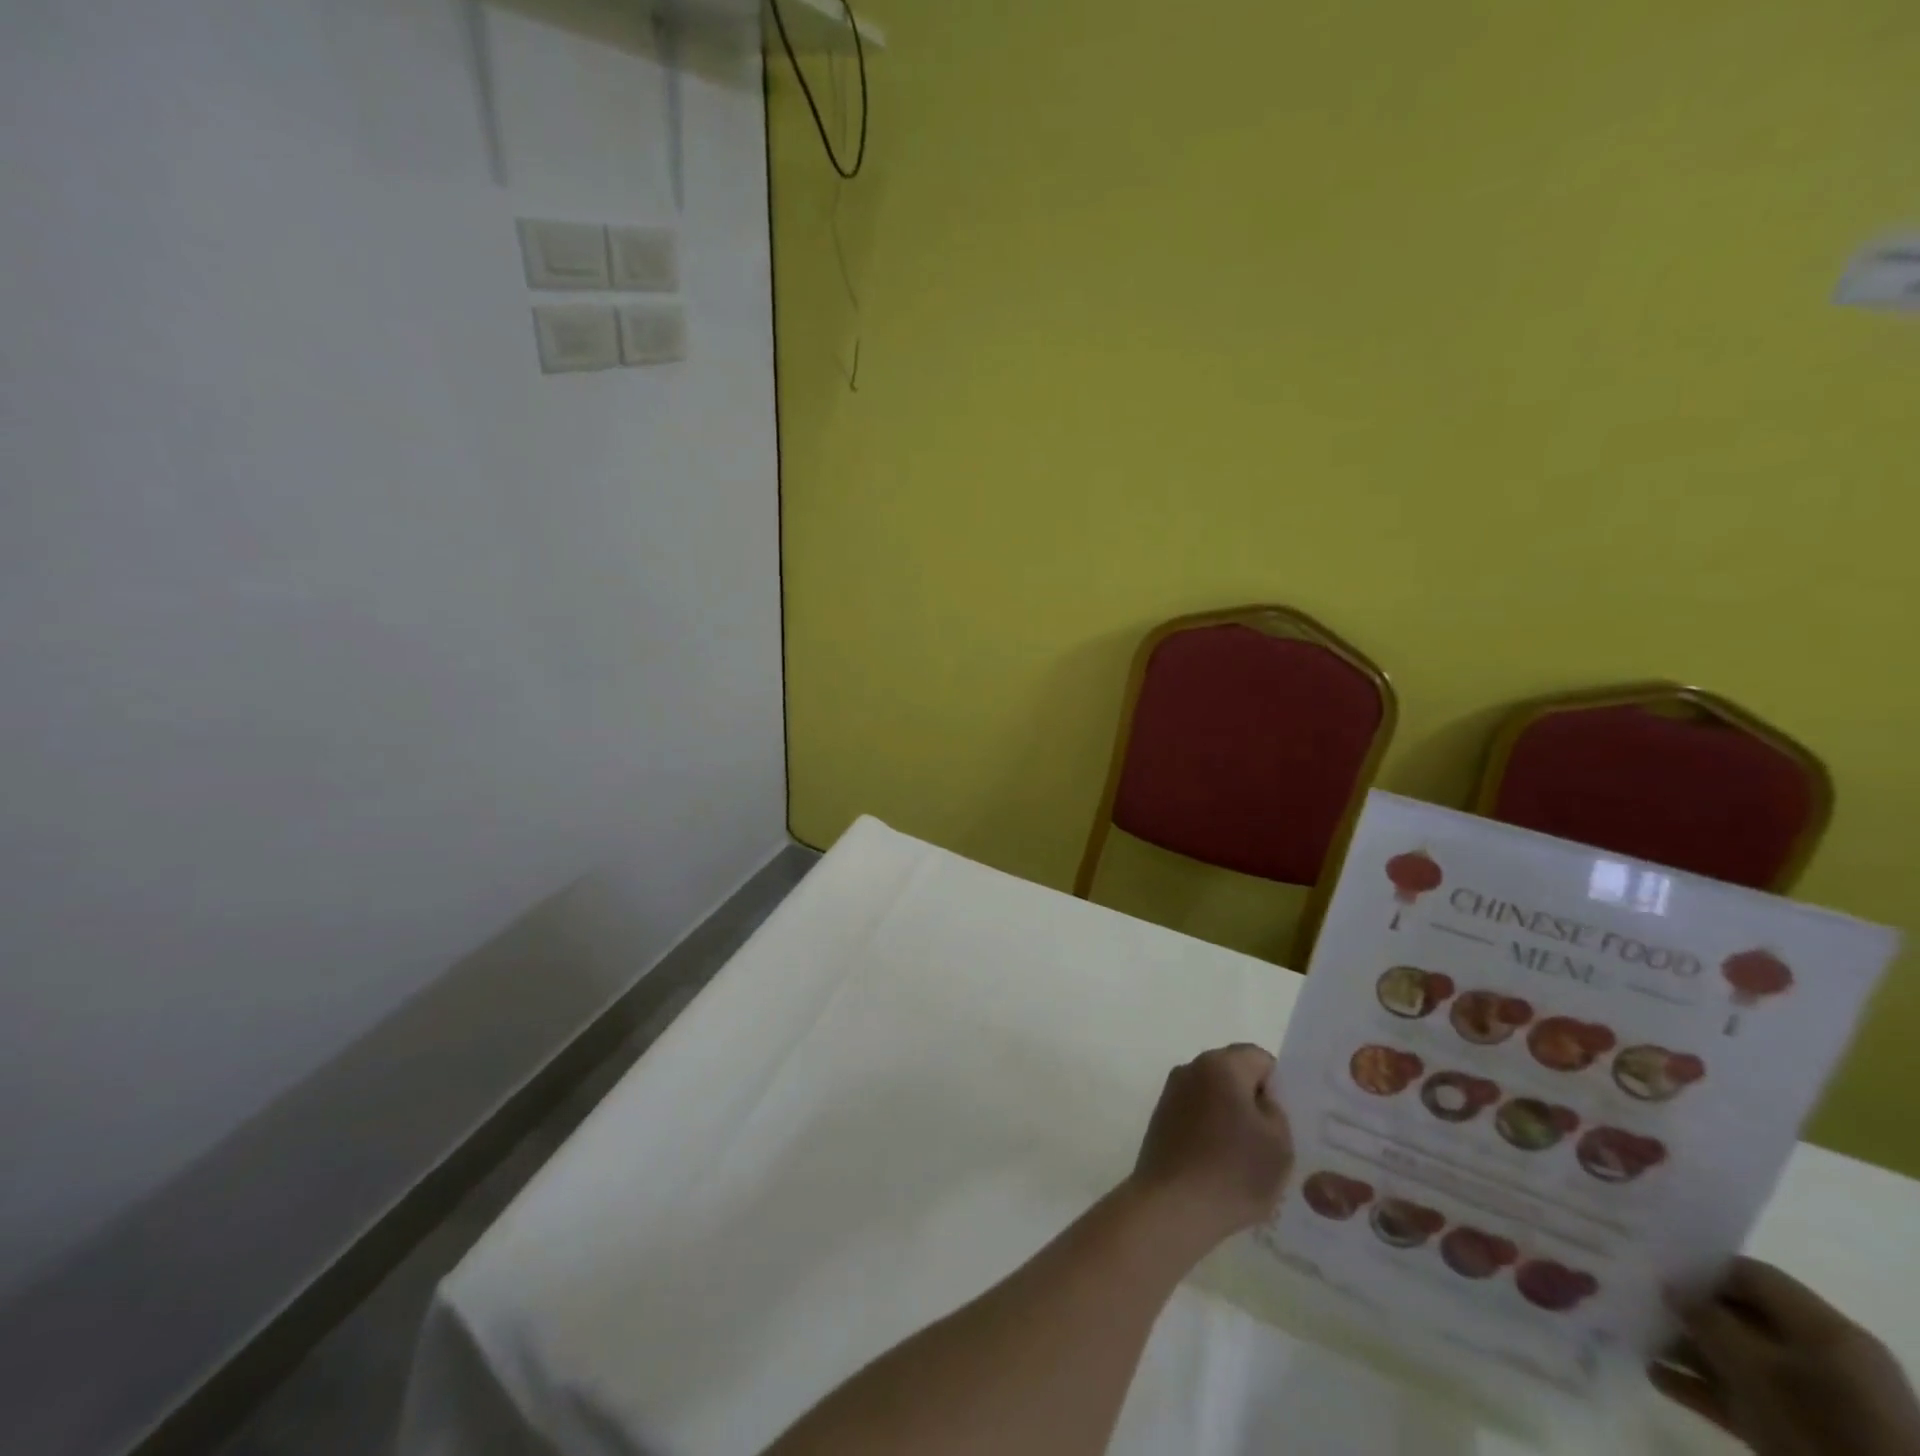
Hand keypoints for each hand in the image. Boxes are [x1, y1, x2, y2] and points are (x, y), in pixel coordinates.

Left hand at [1128, 1044, 1293, 1249]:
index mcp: (1221, 1065)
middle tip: (1272, 1140)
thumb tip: (1261, 1100)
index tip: (1285, 1120)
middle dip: (1253, 1100)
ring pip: (1214, 1094)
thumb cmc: (1234, 1171)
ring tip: (1247, 1158)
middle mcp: (1192, 1068)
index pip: (1260, 1058)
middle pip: (1234, 1073)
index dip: (1278, 1087)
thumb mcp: (1279, 1143)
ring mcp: (1172, 1092)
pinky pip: (1196, 1113)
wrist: (1173, 1205)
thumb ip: (1277, 1110)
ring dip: (1231, 1116)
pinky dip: (1211, 1130)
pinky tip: (1221, 1165)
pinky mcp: (1161, 1117)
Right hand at [1650, 1257, 1919, 1455]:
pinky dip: (1704, 1386)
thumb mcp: (1753, 1365)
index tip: (1653, 1268)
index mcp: (1827, 1329)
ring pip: (1741, 1359)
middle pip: (1742, 1317)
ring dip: (1688, 1350)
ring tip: (1637, 1339)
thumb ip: (1706, 1319)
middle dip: (1689, 1313)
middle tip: (1638, 1302)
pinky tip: (1657, 1377)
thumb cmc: (1819, 1423)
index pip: (1751, 1275)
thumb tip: (1671, 1289)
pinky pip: (1748, 1397)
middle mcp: (1827, 1357)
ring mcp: (1820, 1400)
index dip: (1699, 1268)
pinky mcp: (1807, 1433)